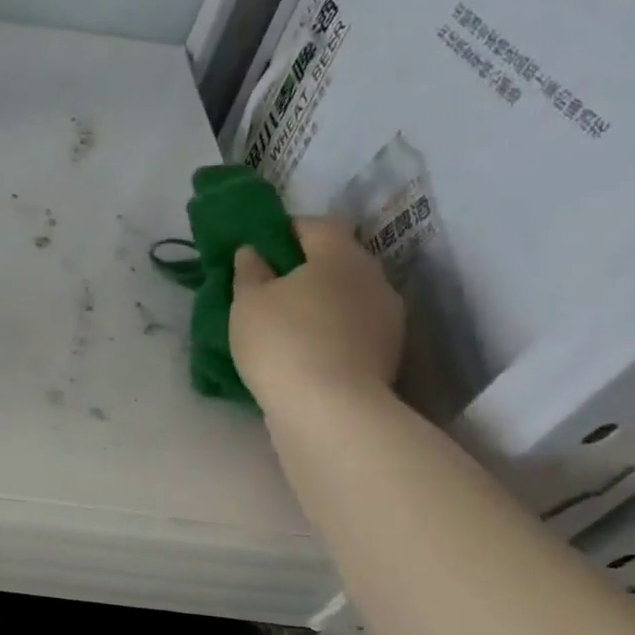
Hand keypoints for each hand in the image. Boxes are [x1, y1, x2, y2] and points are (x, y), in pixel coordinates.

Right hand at [230, 216, 403, 415]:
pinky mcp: (387, 353)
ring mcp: (387, 317)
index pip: (318, 225)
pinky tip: (304, 350)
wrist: (330, 409)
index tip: (261, 247)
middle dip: (306, 268)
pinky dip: (331, 331)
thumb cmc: (282, 342)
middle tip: (269, 287)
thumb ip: (249, 271)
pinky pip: (352, 328)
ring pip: (347, 296)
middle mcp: (373, 278)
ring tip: (285, 323)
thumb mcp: (247, 302)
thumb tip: (253, 251)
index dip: (289, 230)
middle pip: (338, 260)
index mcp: (340, 255)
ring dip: (320, 302)